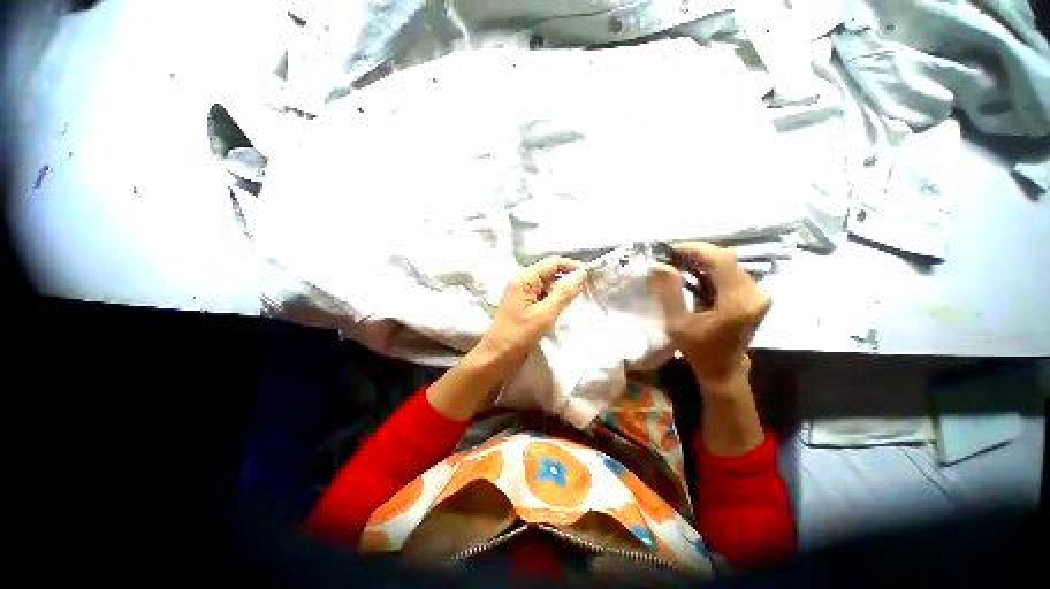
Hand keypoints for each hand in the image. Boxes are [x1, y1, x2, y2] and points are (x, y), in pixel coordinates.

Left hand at [474, 256, 587, 376]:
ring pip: (548, 285)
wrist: (496, 358)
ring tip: (580, 300)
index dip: (573, 266)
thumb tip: (582, 274)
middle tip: (589, 290)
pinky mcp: (524, 305)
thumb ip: (564, 293)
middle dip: (569, 280)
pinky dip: (555, 300)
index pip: (553, 263)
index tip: (592, 276)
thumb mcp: (545, 314)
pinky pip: (543, 296)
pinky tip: (565, 309)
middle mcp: (522, 281)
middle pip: (551, 272)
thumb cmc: (519, 335)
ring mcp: (522, 293)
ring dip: (563, 291)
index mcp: (524, 278)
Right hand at [658, 242, 770, 394]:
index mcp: (737, 302)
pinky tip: (695, 274)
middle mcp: (754, 294)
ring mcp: (757, 295)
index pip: (721, 261)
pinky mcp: (754, 297)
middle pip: (727, 259)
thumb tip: (659, 265)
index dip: (696, 250)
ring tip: (680, 263)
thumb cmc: (698, 350)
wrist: (724, 370)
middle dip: (698, 254)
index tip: (672, 249)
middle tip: (673, 256)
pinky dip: (712, 271)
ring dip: (705, 261)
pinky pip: (733, 274)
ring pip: (730, 265)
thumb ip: (669, 292)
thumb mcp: (676, 323)